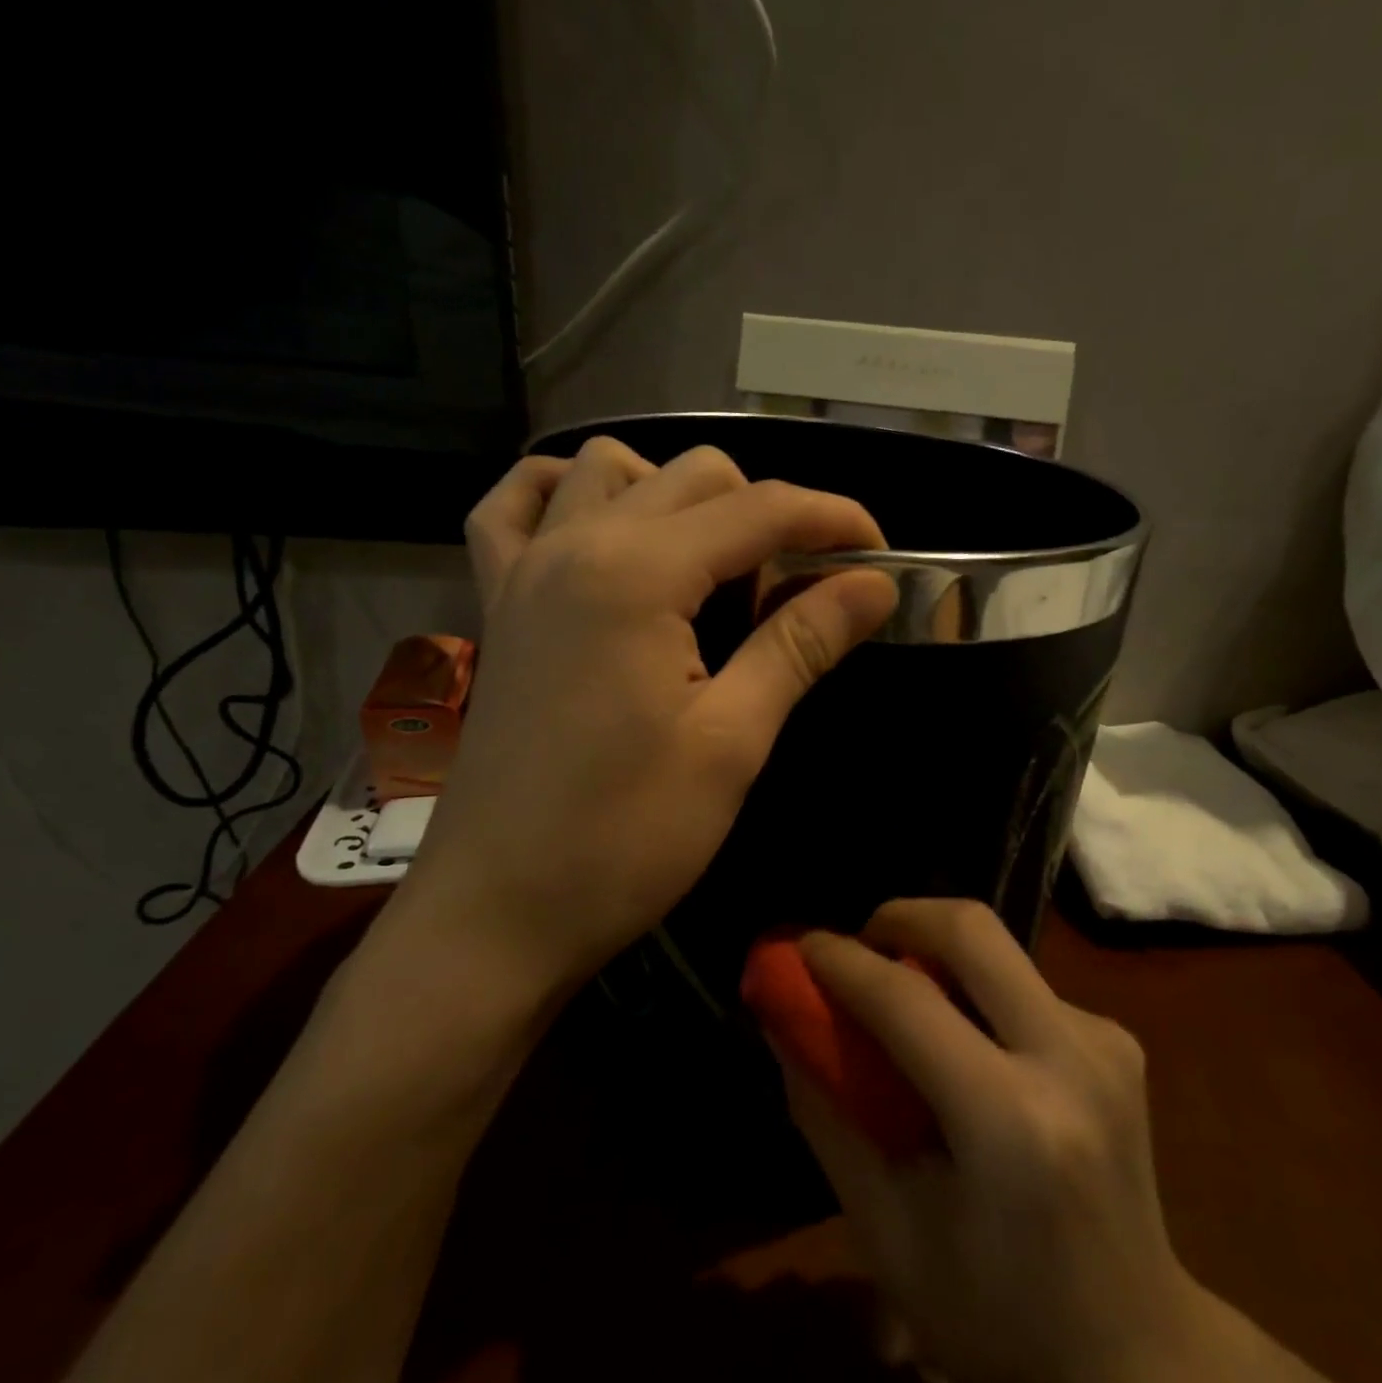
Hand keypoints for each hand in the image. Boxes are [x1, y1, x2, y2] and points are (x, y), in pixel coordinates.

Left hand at [398, 437, 897, 997]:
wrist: (498, 913)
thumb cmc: (625, 837)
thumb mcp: (732, 741)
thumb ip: (800, 643)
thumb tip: (875, 585)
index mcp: (637, 573)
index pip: (761, 509)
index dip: (834, 519)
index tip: (883, 556)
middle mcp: (575, 543)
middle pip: (694, 475)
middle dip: (767, 512)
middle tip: (803, 589)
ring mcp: (524, 568)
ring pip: (610, 470)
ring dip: (676, 496)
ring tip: (712, 566)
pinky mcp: (498, 604)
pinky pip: (516, 507)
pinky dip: (566, 496)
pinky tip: (602, 532)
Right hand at [777, 900, 1195, 1382]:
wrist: (1142, 1357)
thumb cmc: (998, 1318)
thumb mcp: (887, 1235)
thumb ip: (828, 1116)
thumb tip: (786, 1024)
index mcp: (1011, 1121)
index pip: (907, 1000)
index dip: (841, 962)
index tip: (799, 948)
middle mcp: (1070, 1057)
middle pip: (971, 929)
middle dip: (900, 917)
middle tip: (859, 948)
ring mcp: (1105, 1040)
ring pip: (998, 948)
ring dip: (935, 952)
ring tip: (903, 1003)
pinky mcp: (1118, 1038)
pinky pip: (1022, 981)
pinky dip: (975, 989)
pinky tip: (965, 1044)